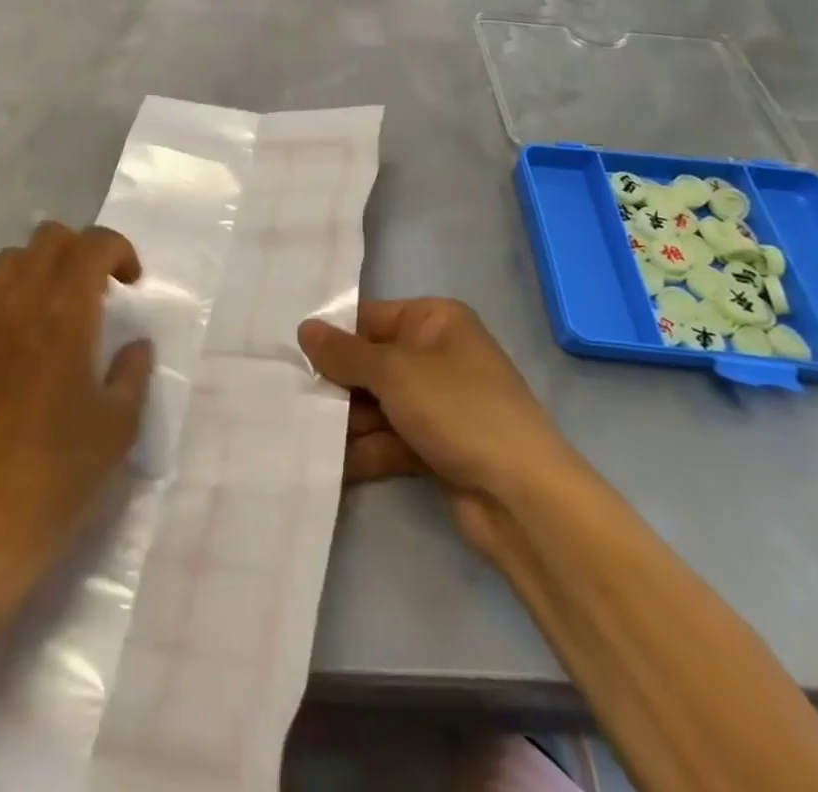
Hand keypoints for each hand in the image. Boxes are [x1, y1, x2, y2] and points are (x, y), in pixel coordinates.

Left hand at [0, 222, 153, 625]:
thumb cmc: (59, 475)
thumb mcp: (118, 426)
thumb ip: (133, 371)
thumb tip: (135, 344)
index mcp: (65, 315)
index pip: (91, 244)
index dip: (119, 250)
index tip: (132, 283)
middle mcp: (19, 302)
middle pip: (49, 237)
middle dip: (82, 250)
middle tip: (99, 291)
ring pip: (12, 259)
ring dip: (42, 267)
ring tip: (58, 308)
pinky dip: (9, 293)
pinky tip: (21, 336)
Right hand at [297, 298, 584, 546]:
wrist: (524, 499)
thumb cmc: (458, 409)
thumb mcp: (393, 371)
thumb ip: (344, 352)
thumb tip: (303, 329)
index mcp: (435, 321)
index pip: (370, 318)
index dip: (334, 338)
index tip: (294, 358)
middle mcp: (438, 356)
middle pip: (371, 363)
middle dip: (337, 385)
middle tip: (293, 399)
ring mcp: (439, 405)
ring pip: (378, 404)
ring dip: (346, 421)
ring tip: (304, 433)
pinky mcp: (437, 447)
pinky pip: (390, 439)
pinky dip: (364, 449)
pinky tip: (329, 463)